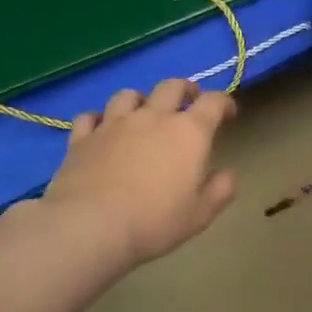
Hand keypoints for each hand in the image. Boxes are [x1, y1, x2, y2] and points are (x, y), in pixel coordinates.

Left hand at [39, 78, 238, 266]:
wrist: (90, 226)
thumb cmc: (155, 221)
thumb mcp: (200, 214)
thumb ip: (220, 190)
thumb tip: (228, 174)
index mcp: (189, 133)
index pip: (213, 102)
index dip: (224, 103)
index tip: (229, 113)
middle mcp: (153, 117)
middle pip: (172, 86)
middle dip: (185, 89)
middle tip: (189, 101)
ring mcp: (113, 124)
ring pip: (128, 95)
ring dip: (141, 100)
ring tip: (143, 113)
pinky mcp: (82, 138)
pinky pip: (90, 117)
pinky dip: (99, 119)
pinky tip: (101, 130)